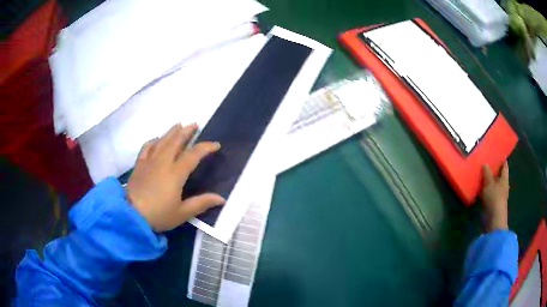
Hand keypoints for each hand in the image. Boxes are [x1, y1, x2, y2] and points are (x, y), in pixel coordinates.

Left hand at [126, 123, 224, 231]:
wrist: (131, 215)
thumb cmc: (159, 215)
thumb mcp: (182, 213)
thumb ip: (202, 203)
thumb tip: (222, 199)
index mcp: (176, 173)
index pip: (193, 154)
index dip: (206, 147)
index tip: (216, 145)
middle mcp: (163, 162)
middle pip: (176, 141)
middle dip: (186, 131)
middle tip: (195, 124)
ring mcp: (149, 161)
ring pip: (162, 141)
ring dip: (171, 132)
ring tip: (178, 125)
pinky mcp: (139, 164)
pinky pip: (147, 147)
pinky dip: (153, 141)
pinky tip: (157, 139)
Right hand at [480, 162, 509, 231]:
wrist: (493, 220)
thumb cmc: (494, 199)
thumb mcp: (489, 183)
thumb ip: (487, 173)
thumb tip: (485, 164)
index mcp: (504, 179)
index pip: (504, 166)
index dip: (501, 159)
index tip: (497, 152)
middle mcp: (502, 186)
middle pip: (498, 175)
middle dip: (493, 169)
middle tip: (485, 161)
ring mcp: (497, 195)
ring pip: (492, 184)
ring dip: (487, 180)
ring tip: (480, 173)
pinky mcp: (491, 203)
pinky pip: (487, 192)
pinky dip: (484, 189)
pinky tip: (478, 186)